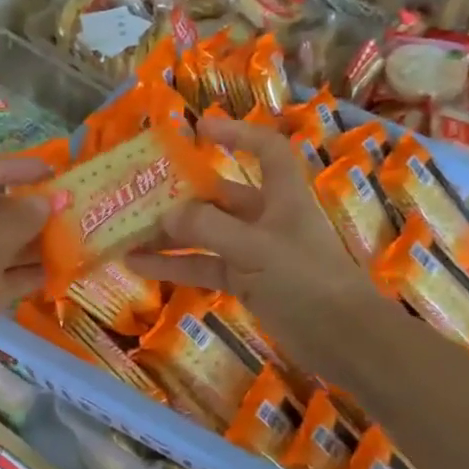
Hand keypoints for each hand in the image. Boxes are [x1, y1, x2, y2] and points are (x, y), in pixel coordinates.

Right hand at [127, 116, 386, 382]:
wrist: (342, 338)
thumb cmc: (306, 278)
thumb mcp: (255, 248)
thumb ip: (208, 228)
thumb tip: (165, 214)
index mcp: (282, 195)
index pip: (265, 149)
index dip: (236, 133)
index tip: (198, 130)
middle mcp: (268, 217)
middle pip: (221, 196)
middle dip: (181, 197)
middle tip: (139, 198)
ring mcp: (256, 252)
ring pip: (206, 235)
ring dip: (170, 236)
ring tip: (126, 237)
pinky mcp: (247, 283)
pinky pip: (205, 267)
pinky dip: (176, 266)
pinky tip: (140, 267)